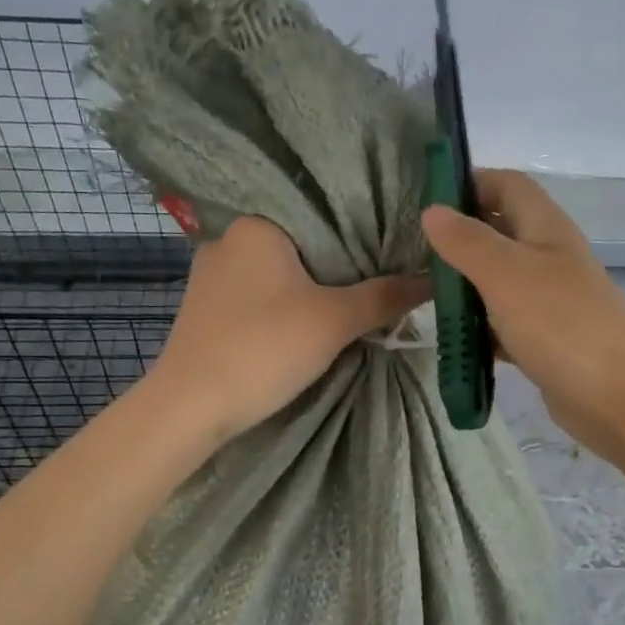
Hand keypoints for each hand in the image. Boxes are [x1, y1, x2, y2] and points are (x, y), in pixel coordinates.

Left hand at [147, 215, 430, 443]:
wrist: (191, 407)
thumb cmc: (263, 349)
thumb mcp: (334, 321)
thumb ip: (385, 297)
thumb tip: (433, 277)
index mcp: (256, 224)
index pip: (323, 216)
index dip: (363, 237)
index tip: (394, 257)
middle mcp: (229, 240)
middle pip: (303, 248)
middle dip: (339, 271)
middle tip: (381, 286)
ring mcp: (212, 277)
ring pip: (281, 277)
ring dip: (311, 293)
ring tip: (352, 309)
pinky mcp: (207, 312)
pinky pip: (260, 299)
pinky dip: (285, 310)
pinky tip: (306, 328)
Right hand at [423, 170, 624, 460]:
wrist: (615, 395)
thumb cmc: (560, 324)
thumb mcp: (505, 274)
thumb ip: (467, 242)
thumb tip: (432, 210)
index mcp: (546, 228)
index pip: (507, 186)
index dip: (469, 184)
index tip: (426, 203)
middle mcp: (549, 258)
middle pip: (500, 234)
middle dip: (459, 240)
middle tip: (414, 255)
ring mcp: (549, 302)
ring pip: (499, 283)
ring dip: (466, 288)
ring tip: (423, 297)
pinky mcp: (544, 341)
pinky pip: (504, 325)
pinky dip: (480, 329)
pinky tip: (454, 341)